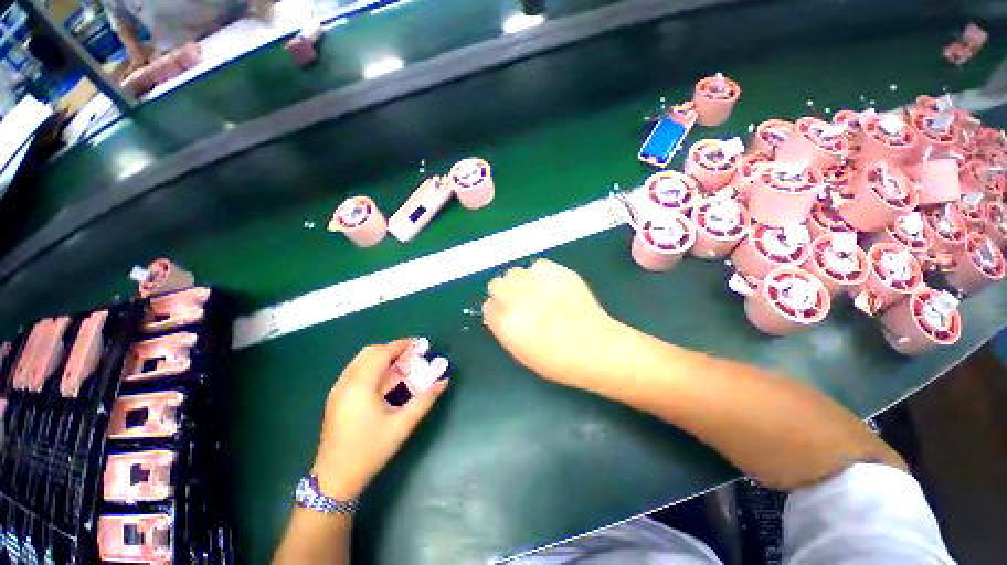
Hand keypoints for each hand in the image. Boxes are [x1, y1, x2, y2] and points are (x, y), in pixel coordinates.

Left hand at [313, 340, 447, 499]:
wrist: (334, 479)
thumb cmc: (369, 450)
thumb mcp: (402, 425)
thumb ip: (425, 400)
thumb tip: (444, 381)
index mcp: (360, 385)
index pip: (381, 353)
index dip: (402, 345)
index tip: (420, 344)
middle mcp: (346, 382)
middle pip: (370, 352)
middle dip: (393, 349)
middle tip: (413, 355)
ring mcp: (338, 390)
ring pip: (361, 361)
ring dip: (383, 358)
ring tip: (403, 366)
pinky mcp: (337, 399)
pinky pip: (356, 372)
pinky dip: (374, 368)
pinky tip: (387, 381)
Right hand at [482, 260, 628, 389]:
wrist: (597, 347)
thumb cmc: (558, 360)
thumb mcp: (521, 353)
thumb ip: (502, 328)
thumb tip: (496, 311)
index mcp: (506, 323)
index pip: (487, 306)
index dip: (497, 310)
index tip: (506, 313)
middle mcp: (517, 298)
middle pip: (495, 284)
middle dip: (505, 293)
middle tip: (521, 301)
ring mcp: (537, 282)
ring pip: (513, 272)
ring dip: (520, 282)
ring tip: (537, 293)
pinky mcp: (556, 271)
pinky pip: (536, 266)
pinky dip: (540, 275)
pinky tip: (551, 287)